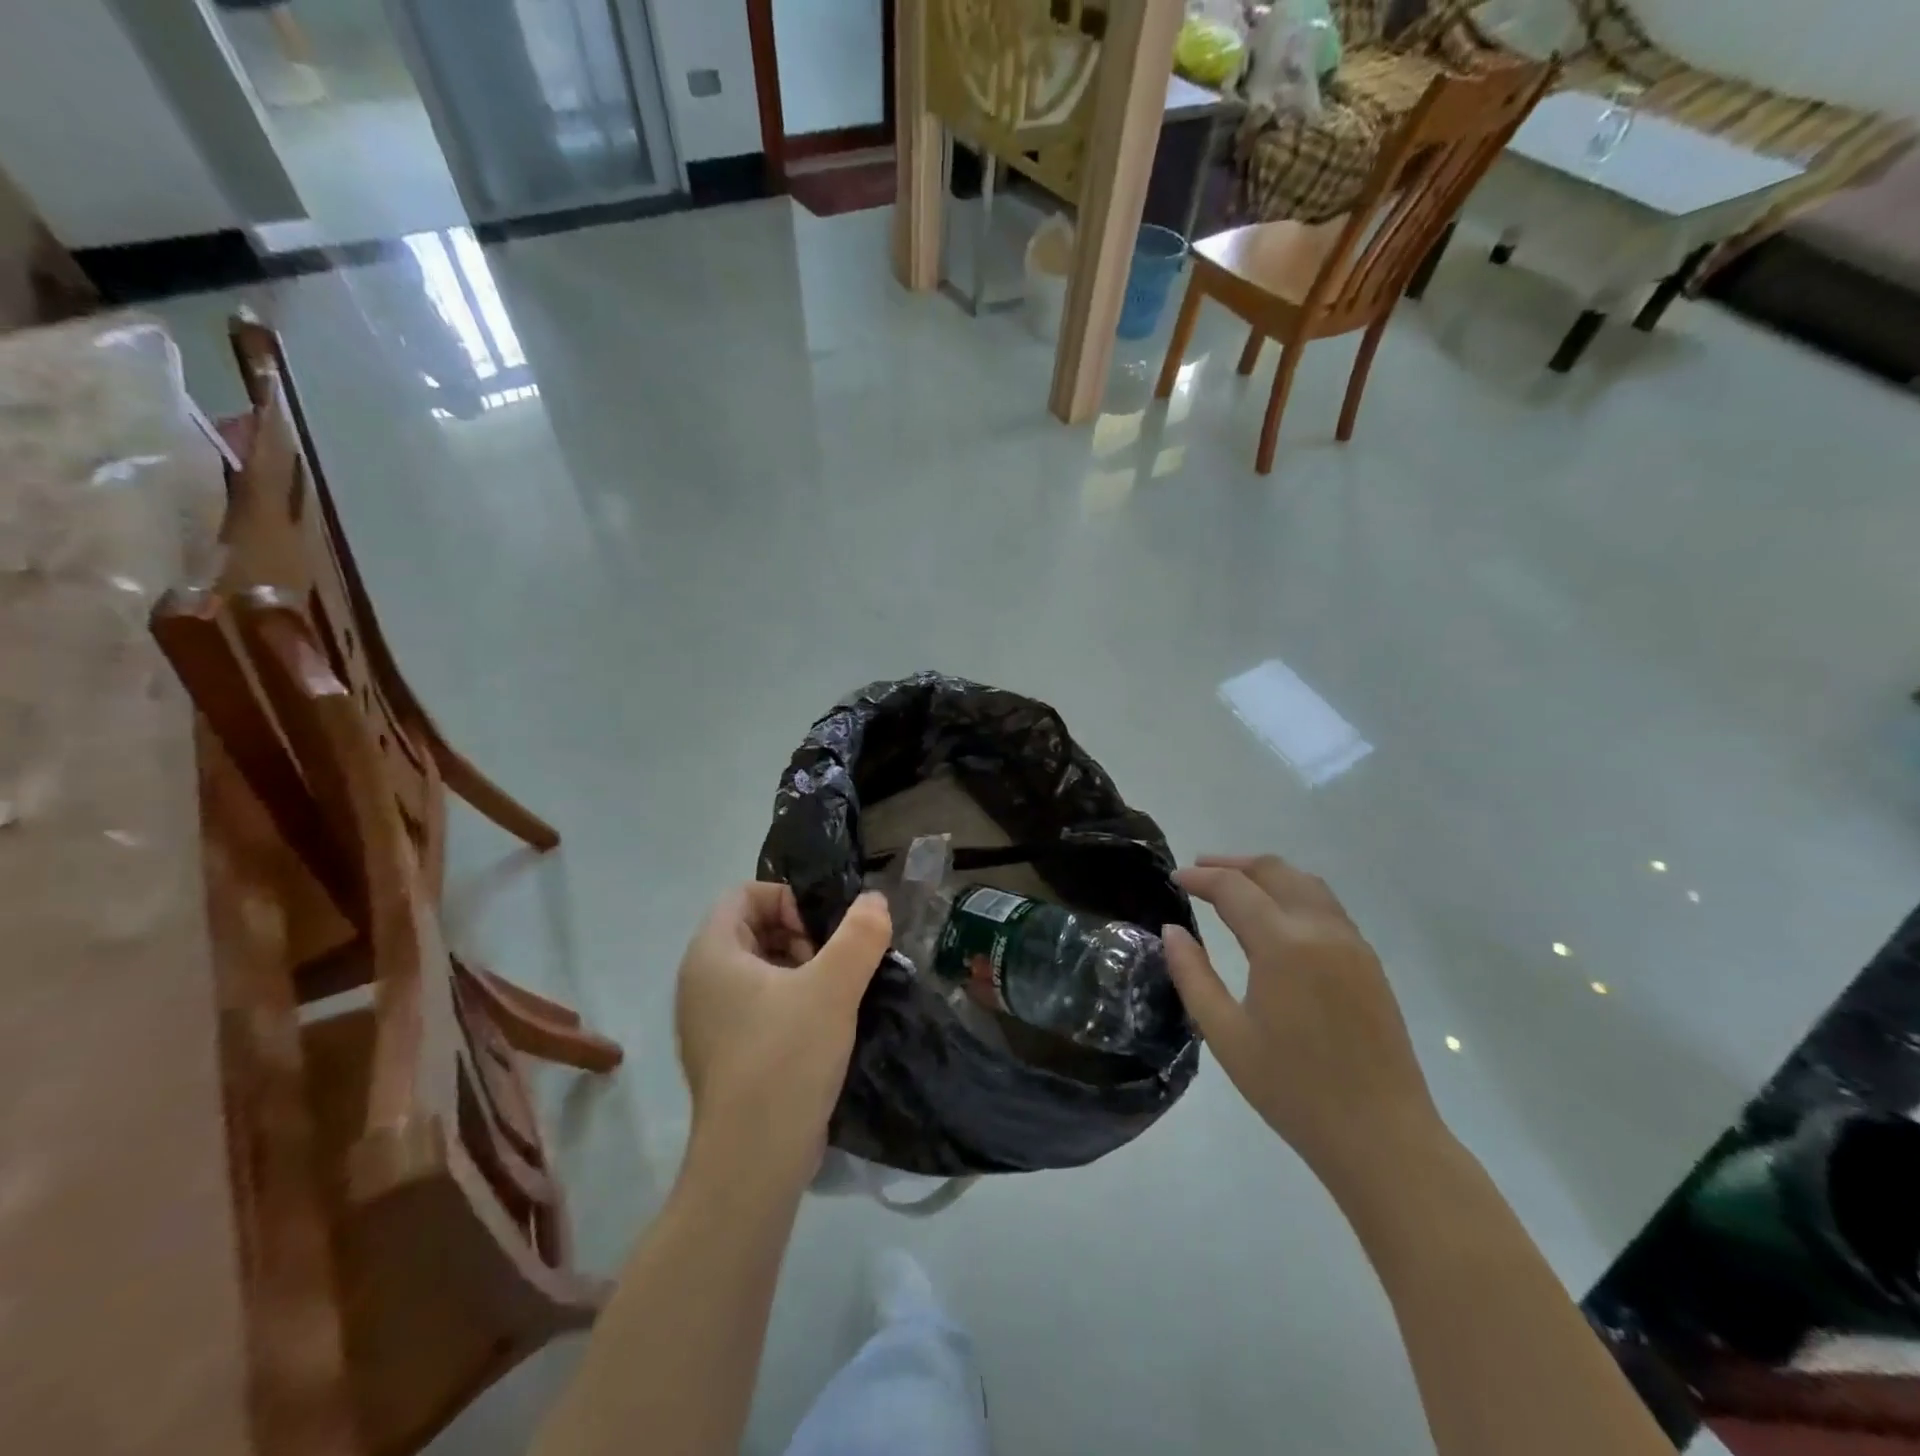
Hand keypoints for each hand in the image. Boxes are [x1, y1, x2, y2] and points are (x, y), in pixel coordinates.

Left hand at [674, 884, 891, 1190]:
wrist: (753, 1161)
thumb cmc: (786, 1057)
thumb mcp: (833, 987)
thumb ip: (859, 935)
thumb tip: (874, 900)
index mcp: (711, 954)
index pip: (744, 895)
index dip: (787, 899)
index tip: (822, 931)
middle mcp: (700, 982)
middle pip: (753, 929)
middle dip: (800, 935)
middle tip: (834, 964)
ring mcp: (710, 1022)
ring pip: (760, 970)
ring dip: (801, 970)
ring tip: (836, 995)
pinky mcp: (726, 1055)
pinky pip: (759, 1006)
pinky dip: (791, 1002)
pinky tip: (825, 1026)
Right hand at [1163, 855, 1442, 1188]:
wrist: (1382, 1137)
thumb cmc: (1293, 1090)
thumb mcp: (1226, 1035)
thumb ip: (1193, 976)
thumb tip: (1172, 931)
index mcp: (1283, 945)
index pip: (1234, 889)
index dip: (1200, 878)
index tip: (1174, 879)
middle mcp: (1321, 930)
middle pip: (1274, 871)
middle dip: (1233, 864)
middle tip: (1198, 870)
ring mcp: (1352, 944)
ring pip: (1306, 883)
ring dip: (1266, 874)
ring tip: (1235, 884)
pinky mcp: (1369, 962)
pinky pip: (1327, 906)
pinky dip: (1294, 893)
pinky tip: (1276, 916)